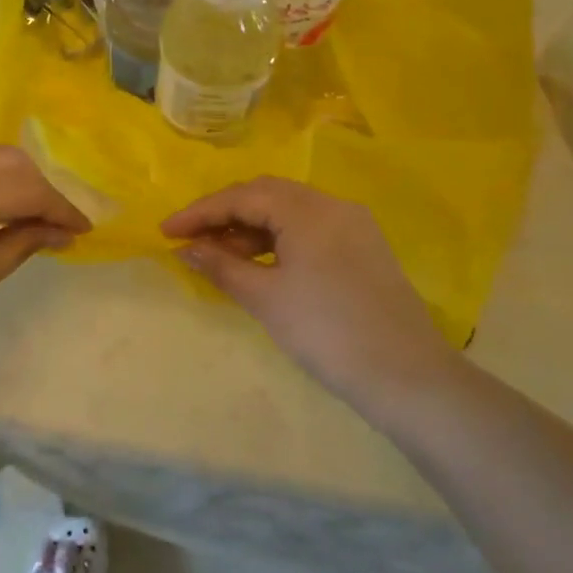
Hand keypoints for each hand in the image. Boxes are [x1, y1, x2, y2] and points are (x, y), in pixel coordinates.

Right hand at [163, 178, 452, 407]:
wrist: (406, 376)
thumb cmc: (326, 332)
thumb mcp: (266, 298)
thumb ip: (221, 265)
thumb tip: (186, 247)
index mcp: (307, 210)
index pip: (241, 197)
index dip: (199, 212)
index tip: (165, 231)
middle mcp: (332, 205)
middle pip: (265, 195)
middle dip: (224, 214)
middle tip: (191, 239)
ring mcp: (353, 224)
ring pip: (288, 211)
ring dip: (250, 228)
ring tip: (219, 256)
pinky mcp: (363, 247)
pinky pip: (309, 229)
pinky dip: (278, 240)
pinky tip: (259, 263)